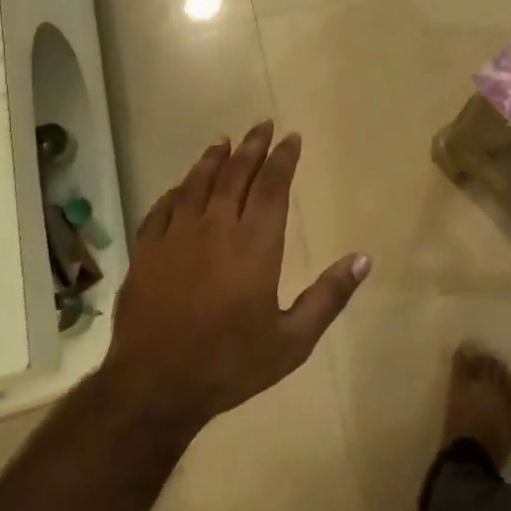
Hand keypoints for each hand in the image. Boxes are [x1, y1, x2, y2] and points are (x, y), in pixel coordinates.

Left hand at [102, 120, 369, 432]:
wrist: (155, 386)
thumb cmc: (230, 363)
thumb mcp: (292, 340)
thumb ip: (329, 297)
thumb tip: (363, 259)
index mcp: (255, 244)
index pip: (273, 187)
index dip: (283, 159)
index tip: (291, 138)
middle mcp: (216, 228)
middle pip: (236, 175)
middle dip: (252, 147)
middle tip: (262, 124)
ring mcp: (177, 236)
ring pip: (197, 184)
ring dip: (213, 160)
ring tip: (224, 141)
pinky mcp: (147, 251)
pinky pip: (163, 208)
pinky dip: (177, 190)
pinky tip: (181, 186)